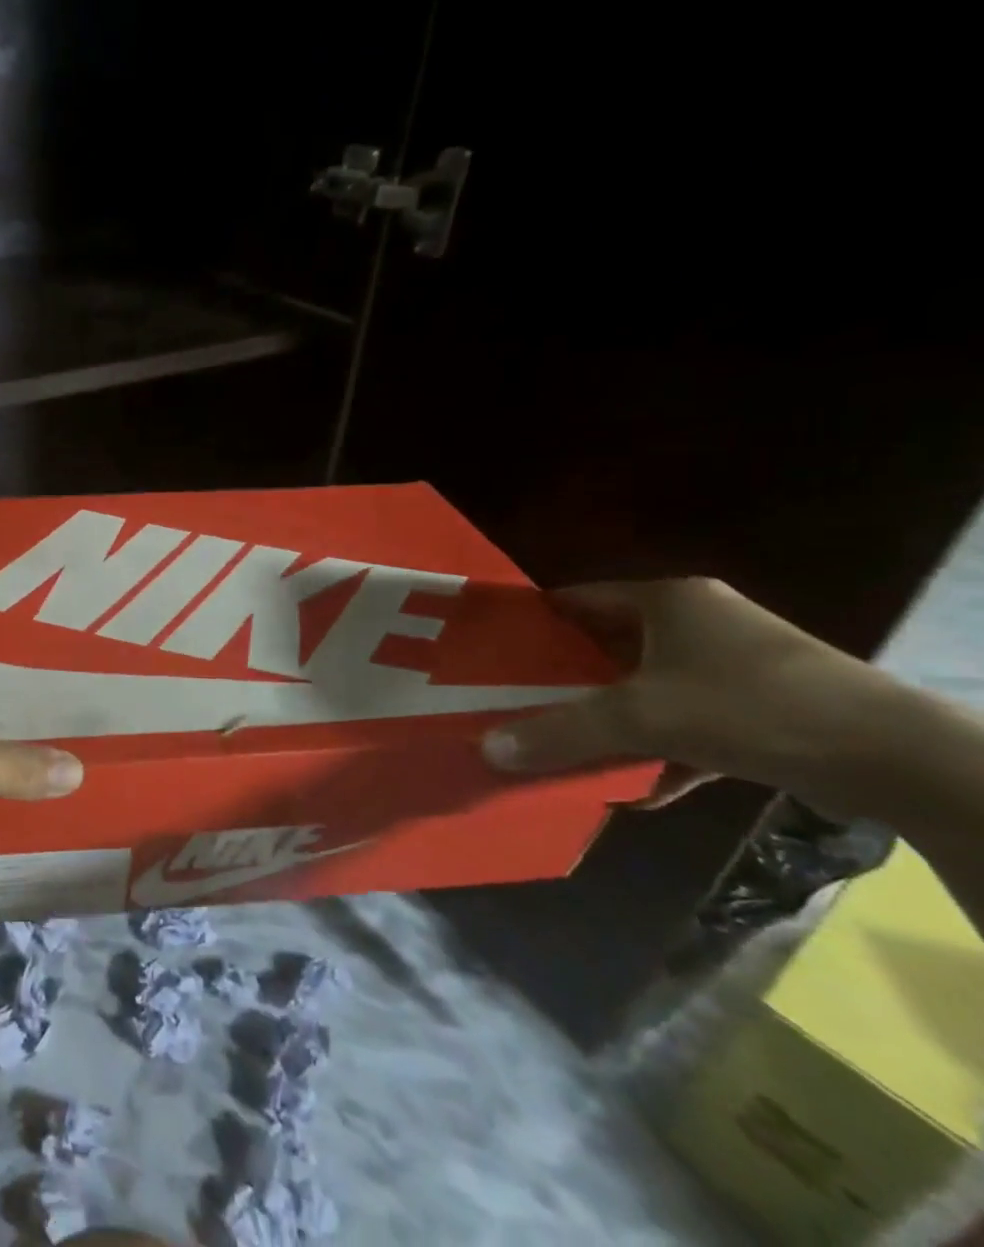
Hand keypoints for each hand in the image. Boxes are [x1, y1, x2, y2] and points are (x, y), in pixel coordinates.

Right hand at [481, 577, 904, 816]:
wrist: (900, 759)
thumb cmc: (752, 707)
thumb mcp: (642, 719)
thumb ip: (562, 732)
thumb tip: (487, 749)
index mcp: (667, 600)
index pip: (578, 599)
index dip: (534, 622)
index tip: (494, 652)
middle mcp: (699, 622)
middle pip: (610, 646)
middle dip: (566, 679)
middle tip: (515, 702)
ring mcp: (736, 665)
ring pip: (649, 687)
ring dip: (612, 719)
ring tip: (565, 744)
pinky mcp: (766, 707)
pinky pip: (691, 722)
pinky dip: (662, 750)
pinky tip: (638, 788)